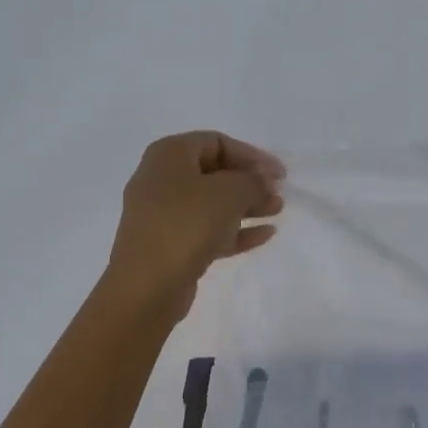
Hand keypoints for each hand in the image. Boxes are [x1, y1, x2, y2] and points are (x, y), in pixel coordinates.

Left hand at [105, 131, 284, 318]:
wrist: (148, 285)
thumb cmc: (187, 224)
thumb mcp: (229, 192)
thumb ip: (253, 181)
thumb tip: (264, 181)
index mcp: (169, 155)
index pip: (217, 142)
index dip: (252, 155)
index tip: (279, 173)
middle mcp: (162, 179)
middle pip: (215, 173)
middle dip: (251, 182)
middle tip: (278, 193)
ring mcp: (164, 214)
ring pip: (213, 203)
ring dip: (247, 206)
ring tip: (277, 211)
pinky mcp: (171, 245)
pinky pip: (208, 230)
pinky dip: (236, 230)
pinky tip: (265, 234)